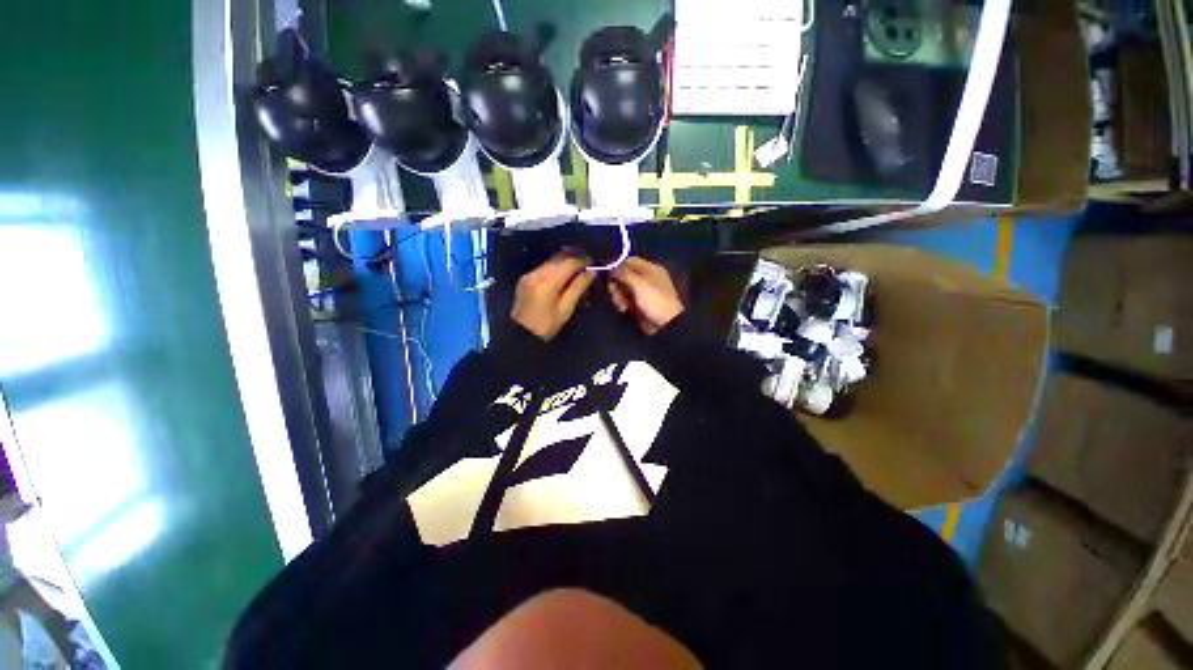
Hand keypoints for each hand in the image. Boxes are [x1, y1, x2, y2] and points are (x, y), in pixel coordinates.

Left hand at [511, 253, 596, 340]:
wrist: (521, 334)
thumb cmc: (547, 325)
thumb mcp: (566, 308)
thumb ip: (579, 287)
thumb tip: (592, 271)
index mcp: (548, 281)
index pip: (570, 262)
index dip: (584, 260)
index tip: (594, 263)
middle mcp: (537, 272)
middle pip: (559, 257)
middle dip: (575, 258)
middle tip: (588, 265)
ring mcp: (530, 274)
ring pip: (551, 260)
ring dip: (565, 262)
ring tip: (578, 270)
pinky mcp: (526, 278)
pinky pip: (544, 267)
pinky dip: (555, 268)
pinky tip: (563, 276)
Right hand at [609, 257, 683, 334]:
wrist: (666, 324)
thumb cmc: (654, 299)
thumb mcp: (639, 283)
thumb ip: (624, 273)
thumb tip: (611, 266)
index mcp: (650, 269)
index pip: (630, 261)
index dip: (617, 265)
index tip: (607, 273)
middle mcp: (645, 279)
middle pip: (624, 275)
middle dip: (616, 283)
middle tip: (613, 291)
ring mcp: (642, 292)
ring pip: (623, 289)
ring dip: (618, 295)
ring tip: (620, 304)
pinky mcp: (638, 304)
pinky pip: (625, 300)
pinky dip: (622, 303)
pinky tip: (623, 309)